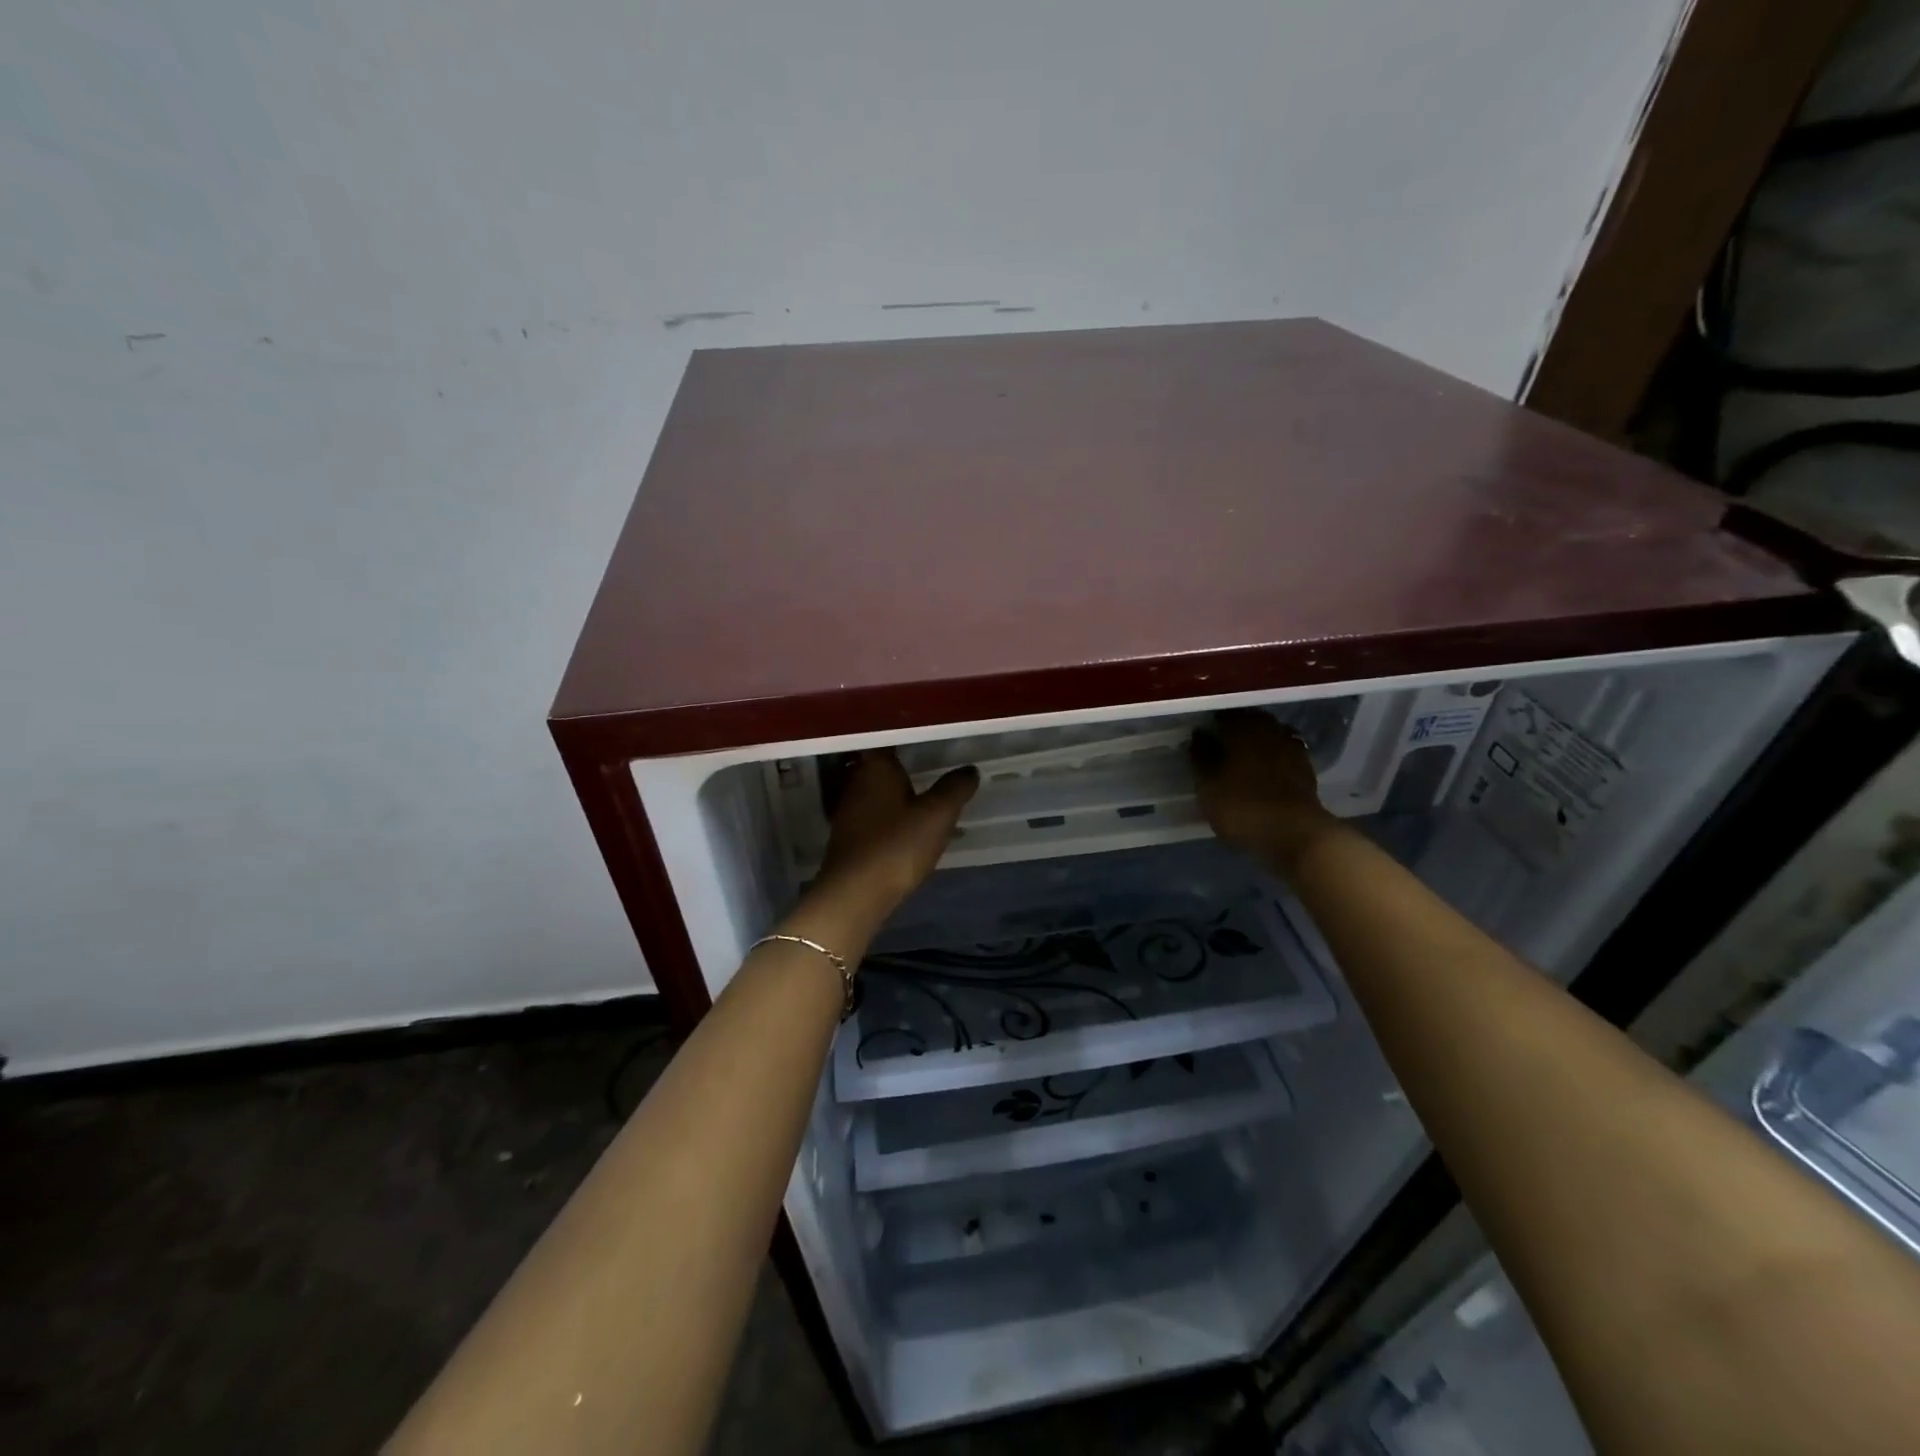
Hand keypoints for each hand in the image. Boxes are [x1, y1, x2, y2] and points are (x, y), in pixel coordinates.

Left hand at [815, 751, 977, 915]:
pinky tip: (909, 827)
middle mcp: (856, 782)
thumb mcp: (937, 815)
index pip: (888, 738)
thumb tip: (969, 769)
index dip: (908, 736)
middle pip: (881, 765)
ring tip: (927, 796)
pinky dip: (891, 816)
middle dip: (904, 765)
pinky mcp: (848, 837)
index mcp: (875, 767)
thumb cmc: (896, 845)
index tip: (930, 737)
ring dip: (898, 793)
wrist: (855, 895)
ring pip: (877, 791)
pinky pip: (874, 815)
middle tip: (934, 764)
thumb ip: (955, 788)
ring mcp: (848, 811)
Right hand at [1190, 710, 1336, 862]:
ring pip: (1268, 737)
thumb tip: (1199, 734)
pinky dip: (1271, 760)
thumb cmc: (1243, 807)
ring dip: (1254, 745)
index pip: (1223, 715)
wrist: (1296, 835)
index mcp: (1244, 728)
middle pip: (1249, 722)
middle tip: (1218, 749)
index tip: (1200, 737)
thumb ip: (1200, 757)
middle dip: (1234, 732)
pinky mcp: (1306, 769)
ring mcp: (1292, 748)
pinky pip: (1282, 755)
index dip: (1210, 725)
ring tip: (1239, 762)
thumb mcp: (1207, 786)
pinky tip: (1261, 774)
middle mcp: (1270, 730)